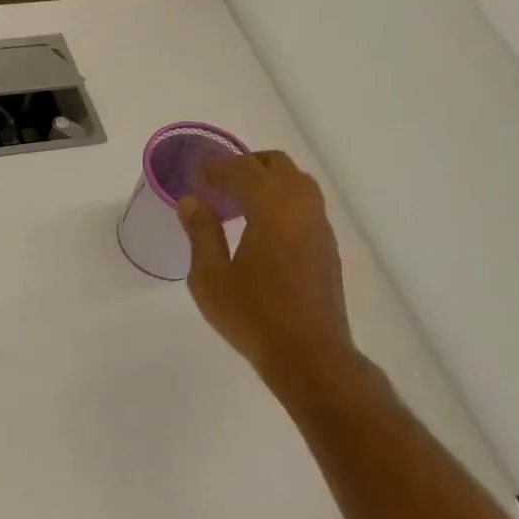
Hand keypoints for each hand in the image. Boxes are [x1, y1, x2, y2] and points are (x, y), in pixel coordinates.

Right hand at [179, 151, 355, 380]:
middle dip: (244, 165)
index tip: (194, 174)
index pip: (242, 169)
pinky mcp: (326, 247)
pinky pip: (304, 205)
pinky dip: (280, 200)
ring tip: (236, 203)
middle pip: (276, 165)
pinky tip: (259, 227)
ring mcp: (319, 227)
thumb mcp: (210, 276)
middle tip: (215, 183)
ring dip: (265, 181)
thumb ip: (201, 232)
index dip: (215, 166)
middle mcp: (301, 207)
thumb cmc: (252, 315)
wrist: (307, 353)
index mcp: (272, 208)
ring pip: (296, 182)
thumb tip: (192, 201)